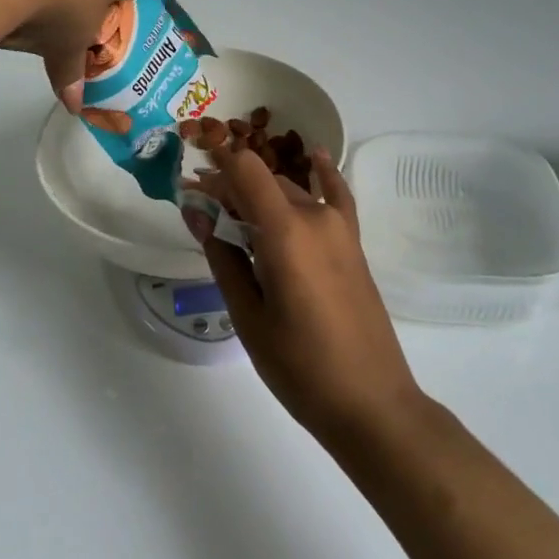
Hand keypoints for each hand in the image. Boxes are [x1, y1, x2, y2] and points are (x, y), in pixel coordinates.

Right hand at [190, 146, 423, 444]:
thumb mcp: (248, 316)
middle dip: (229, 186)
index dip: (215, 163)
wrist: (371, 401)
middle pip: (264, 181)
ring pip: (291, 190)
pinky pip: (336, 195)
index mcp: (285, 232)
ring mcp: (340, 228)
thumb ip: (222, 257)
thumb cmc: (299, 366)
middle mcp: (315, 217)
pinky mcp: (353, 242)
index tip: (188, 174)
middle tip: (200, 211)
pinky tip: (313, 156)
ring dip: (260, 192)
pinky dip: (322, 174)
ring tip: (233, 212)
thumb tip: (195, 212)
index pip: (244, 170)